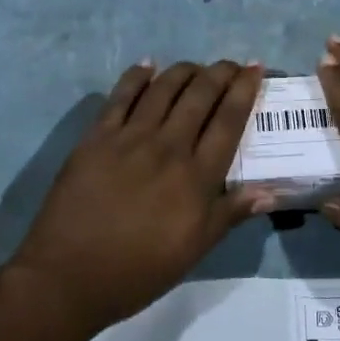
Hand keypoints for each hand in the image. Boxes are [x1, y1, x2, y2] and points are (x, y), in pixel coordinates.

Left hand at [11, 60, 265, 331]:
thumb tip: (270, 191)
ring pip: (163, 89)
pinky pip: (120, 96)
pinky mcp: (96, 137)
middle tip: (231, 64)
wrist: (68, 276)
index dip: (244, 90)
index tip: (255, 69)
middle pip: (200, 96)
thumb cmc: (138, 270)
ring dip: (184, 71)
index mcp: (196, 177)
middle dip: (220, 73)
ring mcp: (129, 138)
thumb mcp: (193, 251)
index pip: (228, 121)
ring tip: (196, 66)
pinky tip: (147, 65)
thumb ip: (230, 214)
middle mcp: (167, 147)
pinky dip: (137, 76)